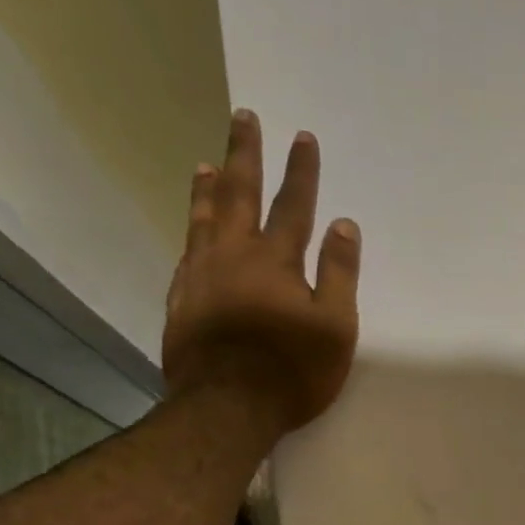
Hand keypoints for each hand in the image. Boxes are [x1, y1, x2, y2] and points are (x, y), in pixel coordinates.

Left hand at [163, 110, 360, 435]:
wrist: (227, 407)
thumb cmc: (292, 369)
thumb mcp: (334, 326)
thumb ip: (339, 274)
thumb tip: (344, 225)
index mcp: (276, 260)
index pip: (293, 205)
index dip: (301, 171)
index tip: (303, 136)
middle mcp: (234, 256)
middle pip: (239, 194)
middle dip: (245, 154)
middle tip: (242, 117)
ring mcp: (201, 276)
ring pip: (203, 218)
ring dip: (208, 186)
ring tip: (206, 161)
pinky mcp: (181, 300)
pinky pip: (186, 252)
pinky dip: (191, 230)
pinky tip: (192, 228)